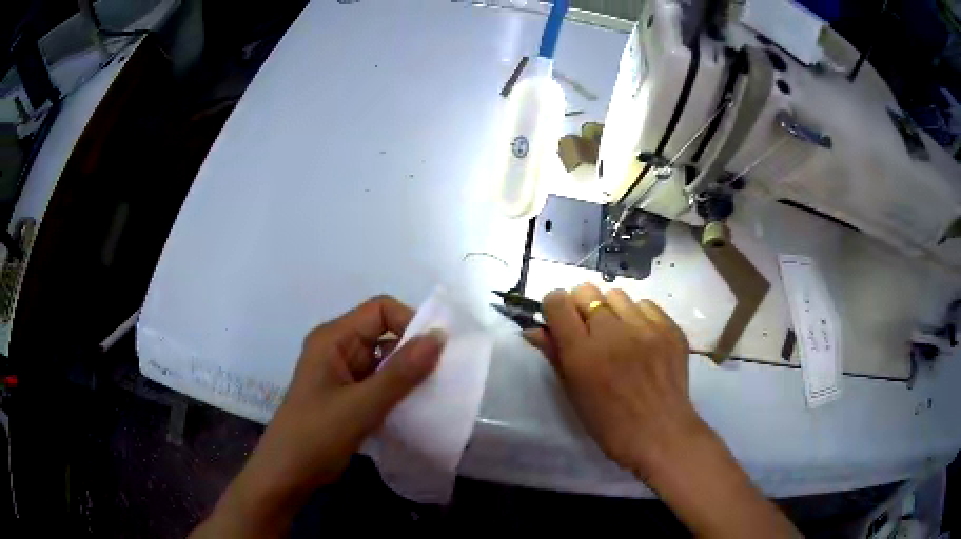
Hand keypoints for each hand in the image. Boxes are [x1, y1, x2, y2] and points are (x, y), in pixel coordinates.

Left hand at [192, 296, 443, 538]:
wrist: (287, 474)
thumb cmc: (317, 435)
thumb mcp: (361, 405)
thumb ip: (401, 373)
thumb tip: (440, 337)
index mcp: (333, 338)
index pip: (380, 310)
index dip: (410, 323)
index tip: (436, 352)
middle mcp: (338, 348)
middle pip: (384, 333)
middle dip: (413, 350)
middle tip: (443, 375)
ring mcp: (342, 373)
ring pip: (384, 360)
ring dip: (408, 373)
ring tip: (434, 393)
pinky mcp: (347, 395)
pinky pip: (379, 382)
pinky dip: (398, 390)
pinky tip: (415, 407)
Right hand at [534, 283, 704, 476]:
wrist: (661, 434)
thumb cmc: (610, 424)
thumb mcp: (574, 393)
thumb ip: (554, 356)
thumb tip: (533, 329)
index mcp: (583, 354)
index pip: (557, 302)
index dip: (555, 307)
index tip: (559, 320)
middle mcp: (613, 333)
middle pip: (586, 291)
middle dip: (581, 306)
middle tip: (589, 330)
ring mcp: (646, 328)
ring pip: (617, 295)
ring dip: (611, 310)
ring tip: (618, 334)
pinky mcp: (670, 329)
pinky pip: (646, 305)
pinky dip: (638, 317)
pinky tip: (641, 339)